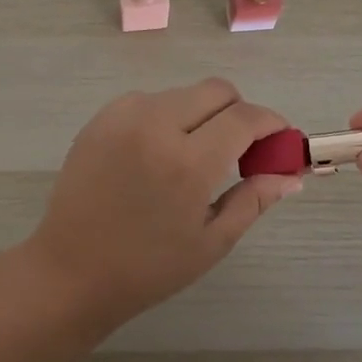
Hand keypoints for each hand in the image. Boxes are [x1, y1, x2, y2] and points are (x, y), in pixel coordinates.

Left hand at [26, 79, 300, 331]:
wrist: (70, 271)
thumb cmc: (147, 268)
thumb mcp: (211, 242)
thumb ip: (254, 200)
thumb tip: (291, 175)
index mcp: (188, 162)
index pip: (245, 118)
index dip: (271, 123)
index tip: (280, 139)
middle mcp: (155, 125)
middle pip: (216, 90)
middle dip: (238, 112)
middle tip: (240, 150)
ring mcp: (122, 117)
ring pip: (182, 94)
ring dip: (201, 114)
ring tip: (194, 156)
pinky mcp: (100, 119)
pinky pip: (148, 101)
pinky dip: (166, 117)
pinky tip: (159, 154)